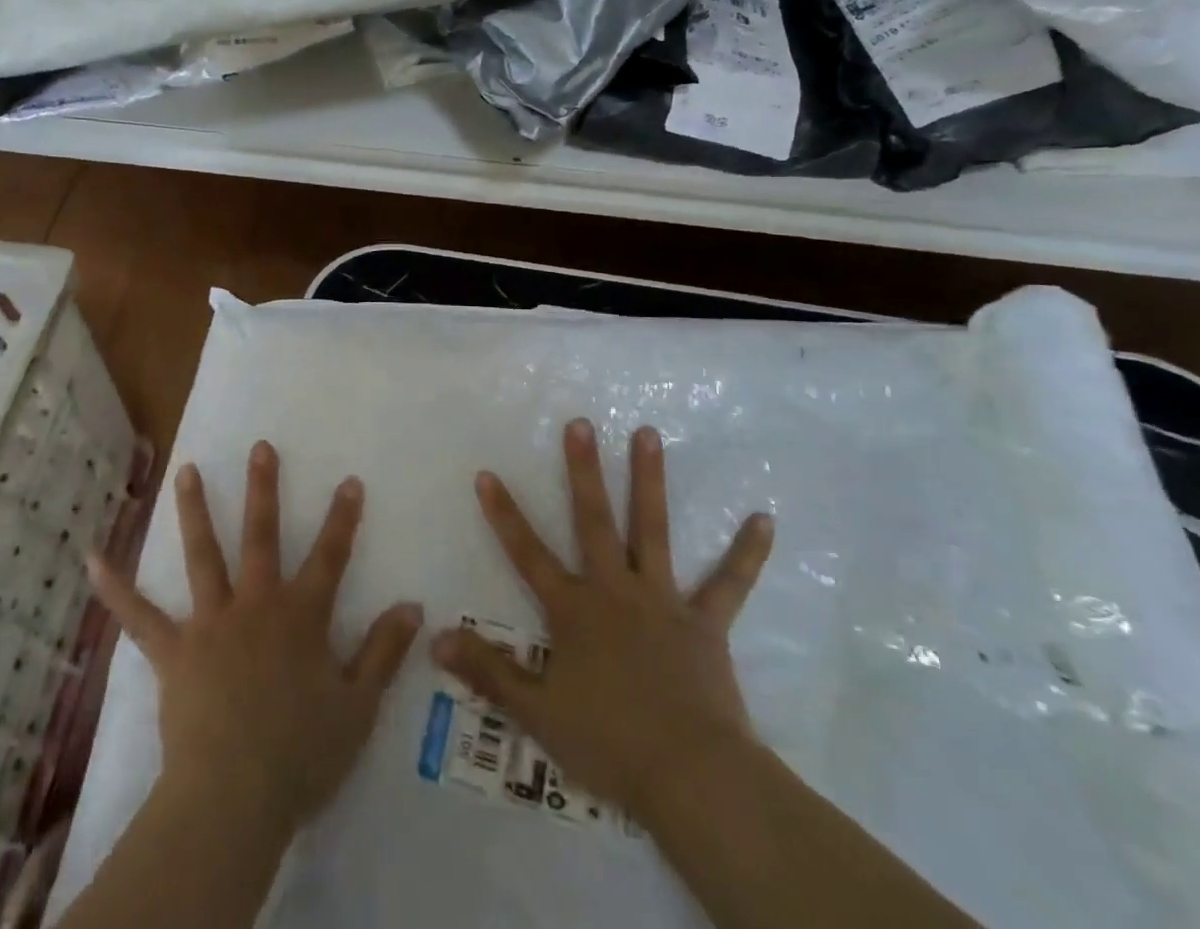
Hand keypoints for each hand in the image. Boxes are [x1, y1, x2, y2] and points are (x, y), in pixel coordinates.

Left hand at [87, 440, 423, 830]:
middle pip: (262, 536)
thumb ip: (384, 652)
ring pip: (204, 556)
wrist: (234, 797)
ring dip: (195, 510)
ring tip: (187, 471)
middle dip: (263, 488)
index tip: (348, 480)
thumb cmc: (301, 754)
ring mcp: (210, 623)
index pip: (330, 556)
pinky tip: (92, 558)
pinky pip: (140, 617)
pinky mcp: (174, 651)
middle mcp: (256, 605)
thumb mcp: (358, 707)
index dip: (342, 518)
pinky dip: (116, 588)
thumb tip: (414, 607)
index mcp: (301, 617)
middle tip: (259, 447)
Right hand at [432, 419, 774, 819]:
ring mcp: (663, 602)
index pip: (528, 553)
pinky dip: (746, 553)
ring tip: (648, 433)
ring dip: (650, 481)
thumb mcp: (537, 712)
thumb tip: (435, 638)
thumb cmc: (609, 742)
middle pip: (594, 520)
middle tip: (580, 422)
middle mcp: (616, 591)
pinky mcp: (706, 624)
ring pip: (653, 530)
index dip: (504, 515)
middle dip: (583, 470)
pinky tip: (764, 520)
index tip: (487, 472)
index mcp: (574, 610)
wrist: (692, 777)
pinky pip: (729, 584)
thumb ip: (487, 671)